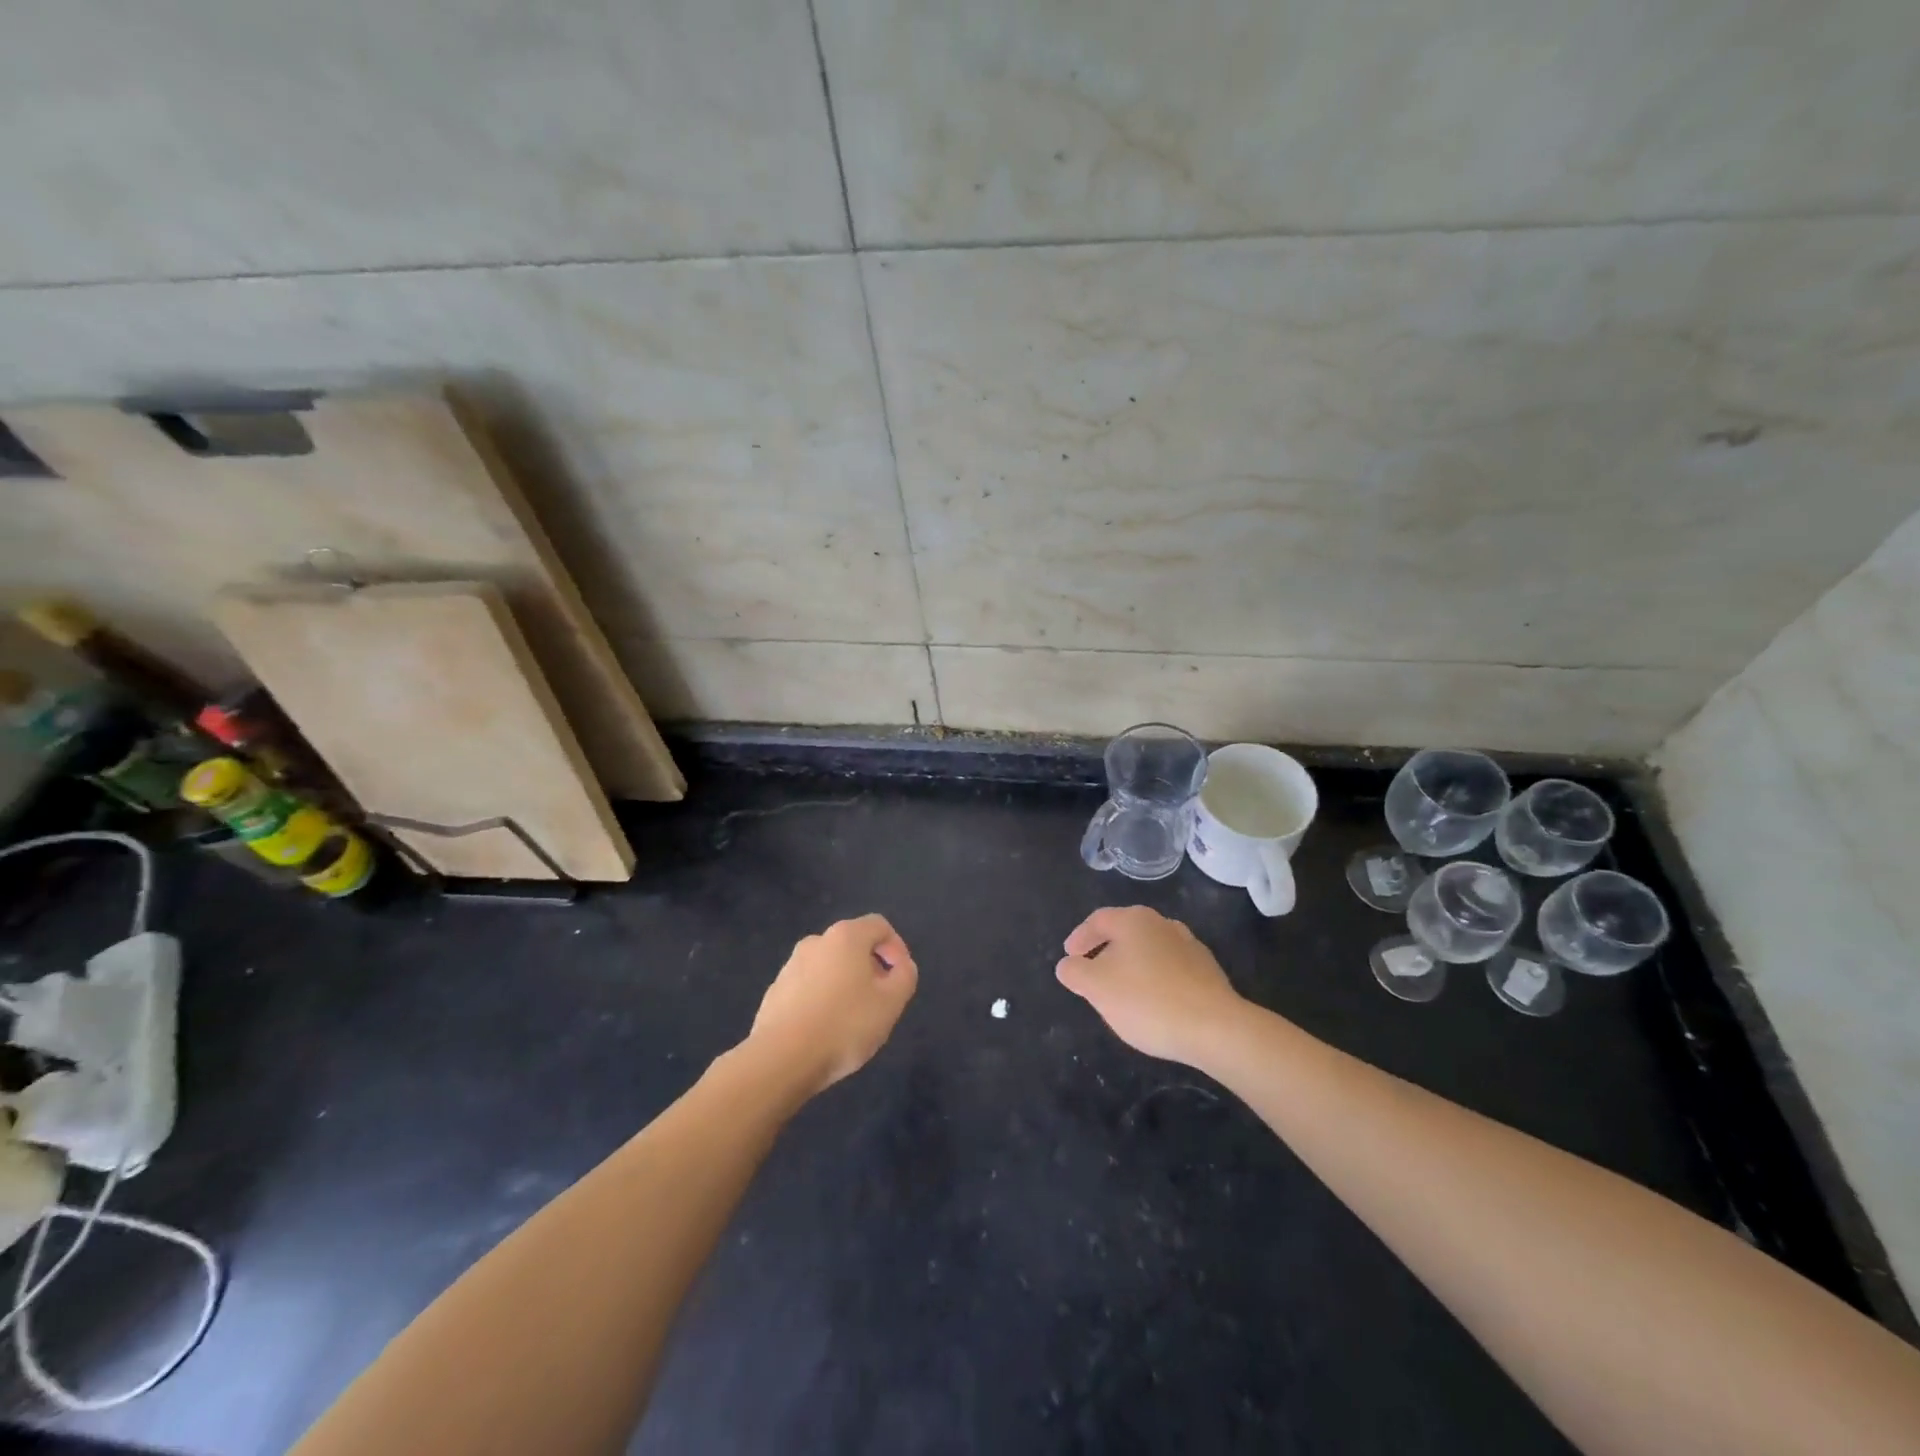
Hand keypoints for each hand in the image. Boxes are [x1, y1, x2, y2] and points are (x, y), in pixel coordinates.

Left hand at [747, 914, 917, 1094]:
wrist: (781, 1059)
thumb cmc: (844, 1025)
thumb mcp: (891, 1003)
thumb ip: (905, 976)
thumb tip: (901, 966)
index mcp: (846, 937)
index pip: (880, 926)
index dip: (897, 948)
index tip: (901, 978)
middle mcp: (816, 942)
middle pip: (853, 945)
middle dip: (871, 967)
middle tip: (880, 1001)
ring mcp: (791, 965)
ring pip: (829, 967)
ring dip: (846, 984)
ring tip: (852, 1019)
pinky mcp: (775, 991)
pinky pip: (808, 987)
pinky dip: (822, 999)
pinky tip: (825, 1030)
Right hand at [1055, 906, 1243, 1064]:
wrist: (1215, 1028)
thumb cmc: (1147, 1001)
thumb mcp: (1097, 988)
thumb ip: (1075, 972)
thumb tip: (1068, 964)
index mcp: (1134, 920)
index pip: (1098, 920)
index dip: (1080, 937)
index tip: (1069, 957)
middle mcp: (1162, 924)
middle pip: (1125, 932)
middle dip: (1105, 951)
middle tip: (1092, 974)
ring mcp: (1189, 946)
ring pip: (1149, 950)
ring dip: (1132, 965)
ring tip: (1122, 991)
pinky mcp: (1208, 971)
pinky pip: (1170, 969)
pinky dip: (1155, 980)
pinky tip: (1154, 1003)